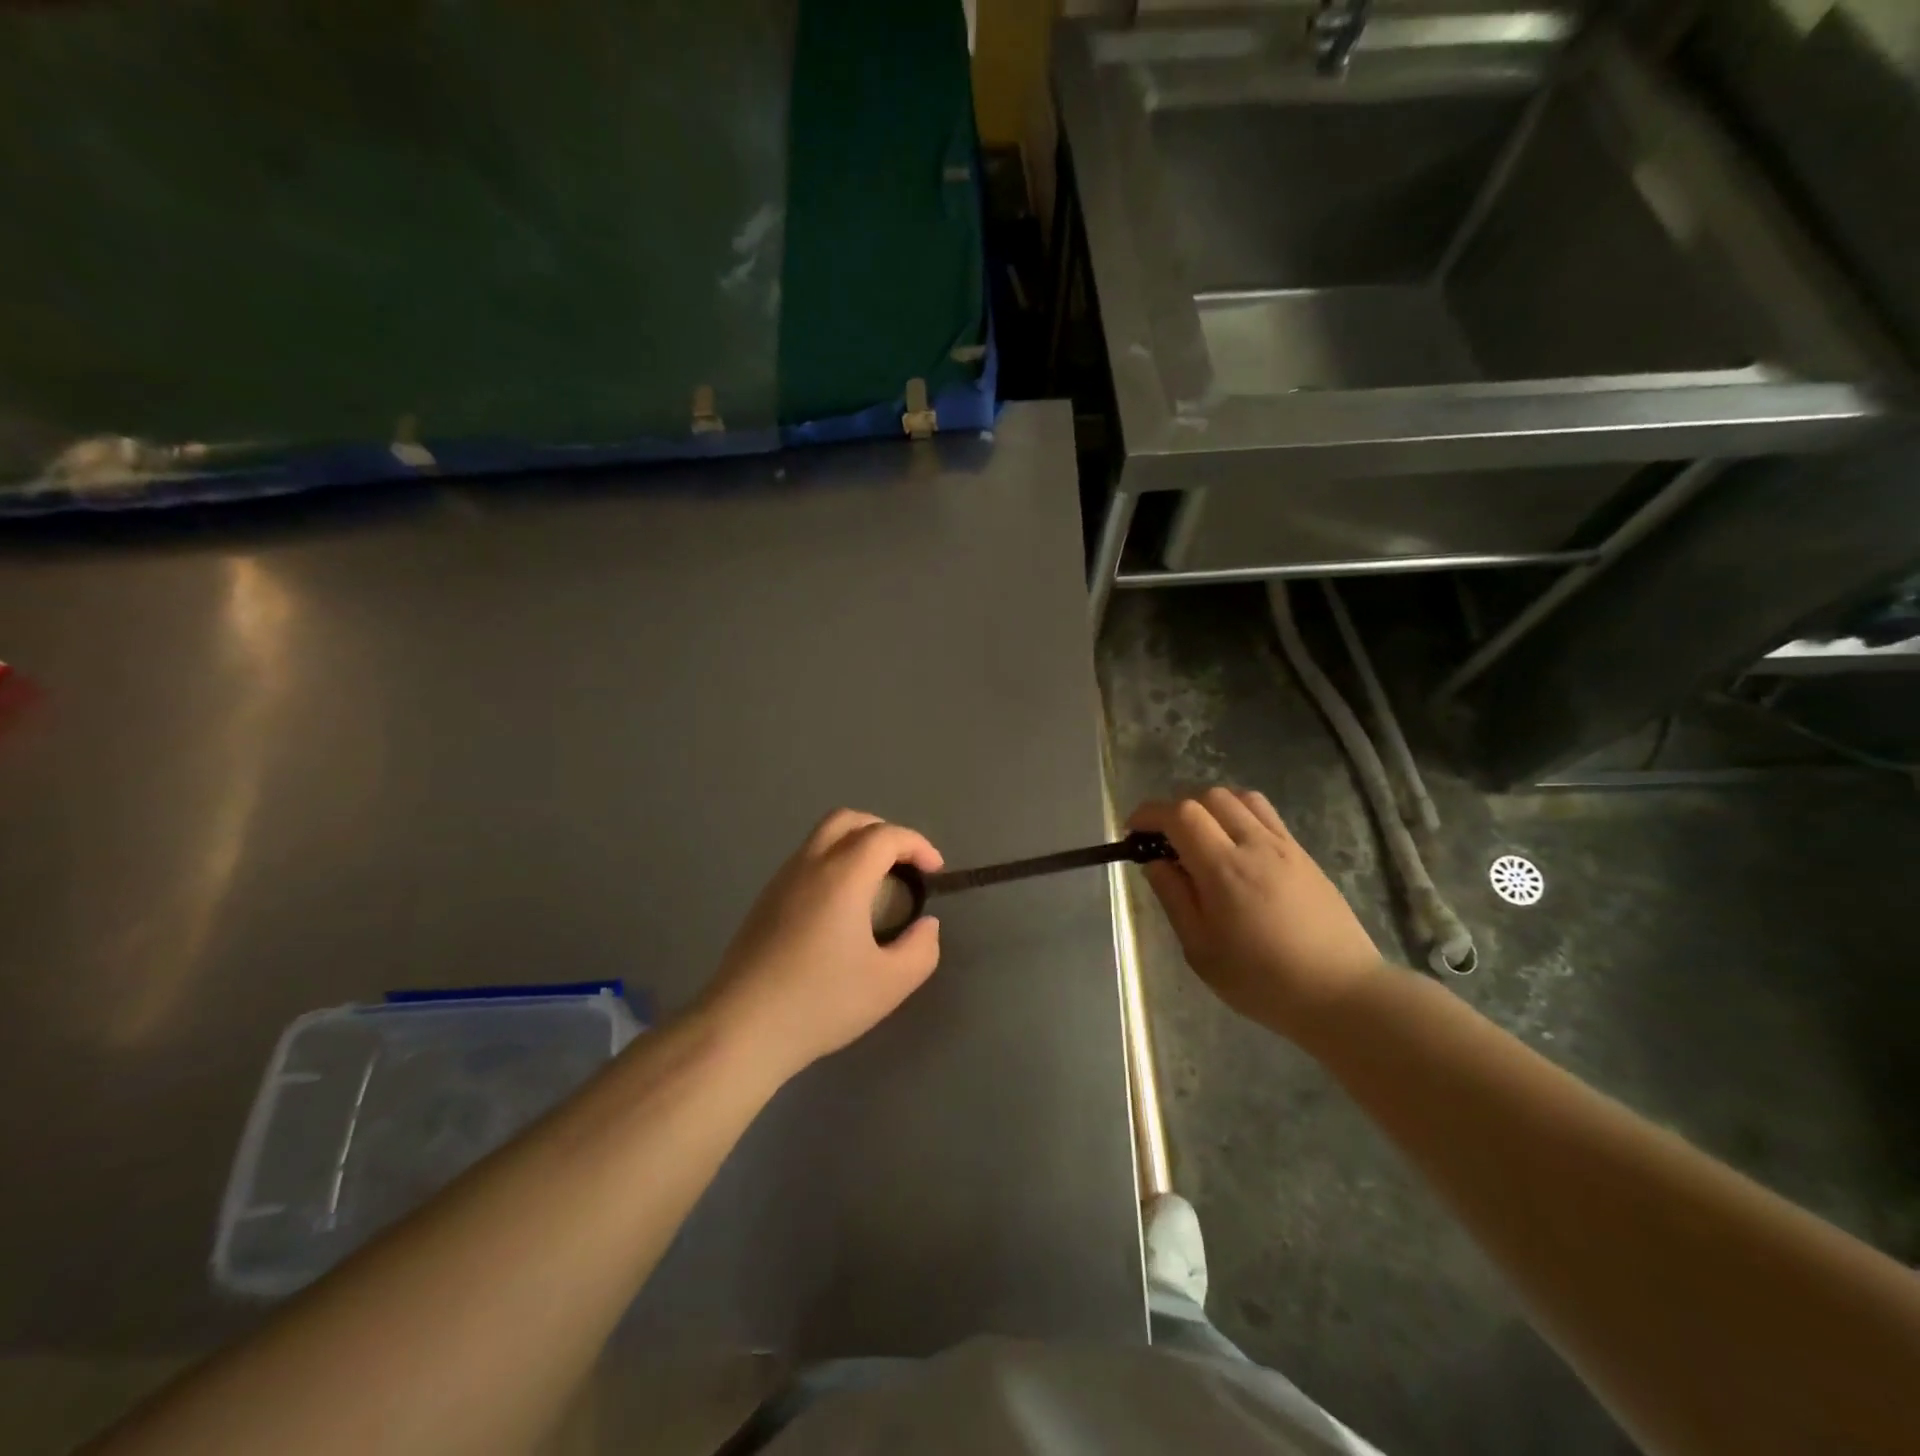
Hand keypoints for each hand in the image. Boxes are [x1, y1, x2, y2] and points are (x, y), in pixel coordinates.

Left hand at [699, 809, 943, 1083]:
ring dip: (855, 846)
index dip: (917, 844)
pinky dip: (833, 864)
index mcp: (843, 875)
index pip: (885, 835)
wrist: (742, 1027)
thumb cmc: (821, 1002)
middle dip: (883, 832)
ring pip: (822, 838)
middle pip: (848, 820)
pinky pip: (806, 861)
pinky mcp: (764, 900)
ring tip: (877, 885)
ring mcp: (781, 880)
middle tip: (904, 865)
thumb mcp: (890, 984)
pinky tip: (841, 908)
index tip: (934, 871)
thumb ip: (921, 949)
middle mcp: (810, 864)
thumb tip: (926, 924)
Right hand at [1129, 789, 1385, 1036]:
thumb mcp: (1201, 951)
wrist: (1342, 994)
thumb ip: (1175, 899)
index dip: (1150, 813)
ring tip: (1202, 837)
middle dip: (1178, 808)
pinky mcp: (1305, 855)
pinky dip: (1240, 815)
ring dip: (1212, 806)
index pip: (1181, 814)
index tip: (1134, 831)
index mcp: (1224, 869)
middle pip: (1210, 796)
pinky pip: (1267, 815)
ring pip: (1241, 798)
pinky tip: (1236, 848)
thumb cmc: (1263, 981)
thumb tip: (1155, 863)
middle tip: (1165, 839)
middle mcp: (1255, 845)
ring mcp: (1285, 846)